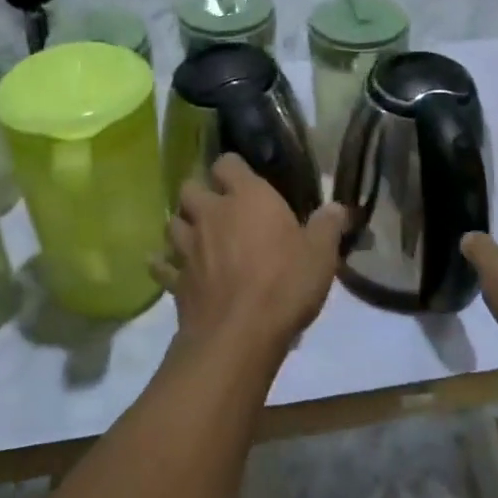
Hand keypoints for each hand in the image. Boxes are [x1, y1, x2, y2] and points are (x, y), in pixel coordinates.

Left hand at [154, 154, 347, 361]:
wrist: (239, 335)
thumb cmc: (285, 284)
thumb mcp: (321, 254)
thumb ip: (327, 225)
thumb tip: (337, 207)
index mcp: (246, 197)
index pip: (227, 163)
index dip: (233, 169)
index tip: (244, 180)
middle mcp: (211, 213)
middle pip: (189, 187)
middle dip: (200, 193)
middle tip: (218, 208)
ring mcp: (188, 246)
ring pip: (172, 222)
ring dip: (183, 225)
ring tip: (197, 235)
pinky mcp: (175, 279)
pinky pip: (161, 265)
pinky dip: (164, 264)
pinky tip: (172, 267)